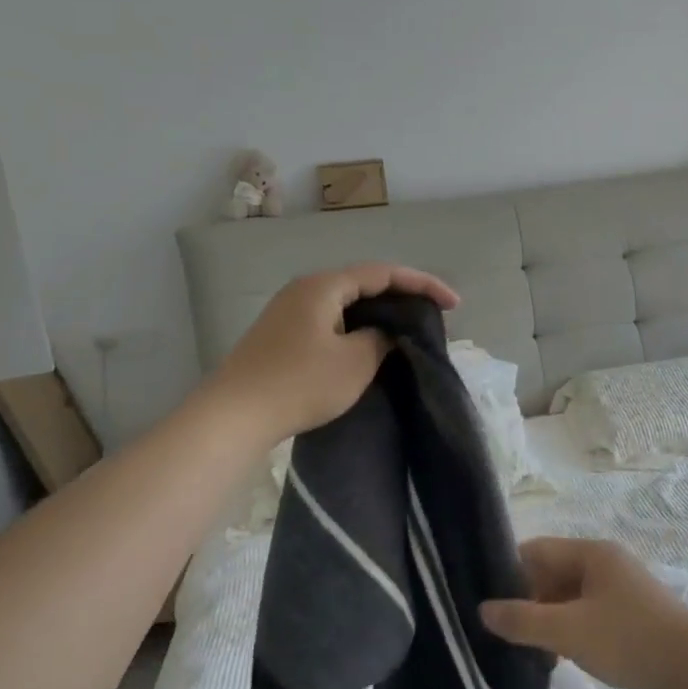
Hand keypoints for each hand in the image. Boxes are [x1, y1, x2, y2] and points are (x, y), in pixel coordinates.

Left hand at [206, 263, 458, 445]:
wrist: (233, 415)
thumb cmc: (299, 383)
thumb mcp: (354, 362)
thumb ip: (380, 339)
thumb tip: (385, 333)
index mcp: (324, 285)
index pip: (383, 273)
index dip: (422, 284)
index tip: (453, 303)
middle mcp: (305, 289)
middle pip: (363, 282)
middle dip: (401, 296)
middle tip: (431, 316)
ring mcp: (289, 311)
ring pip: (346, 303)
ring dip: (378, 313)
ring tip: (406, 329)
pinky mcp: (281, 335)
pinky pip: (330, 319)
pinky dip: (356, 326)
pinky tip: (368, 345)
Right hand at [481, 539, 687, 688]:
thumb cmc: (629, 639)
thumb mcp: (569, 631)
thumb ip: (523, 620)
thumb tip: (482, 610)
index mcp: (591, 552)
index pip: (536, 550)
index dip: (508, 572)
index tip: (485, 601)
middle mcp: (605, 562)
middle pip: (552, 572)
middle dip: (527, 600)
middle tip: (503, 632)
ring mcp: (620, 587)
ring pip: (569, 596)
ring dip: (548, 618)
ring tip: (527, 649)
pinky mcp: (631, 613)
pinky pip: (587, 612)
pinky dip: (569, 629)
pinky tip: (559, 658)